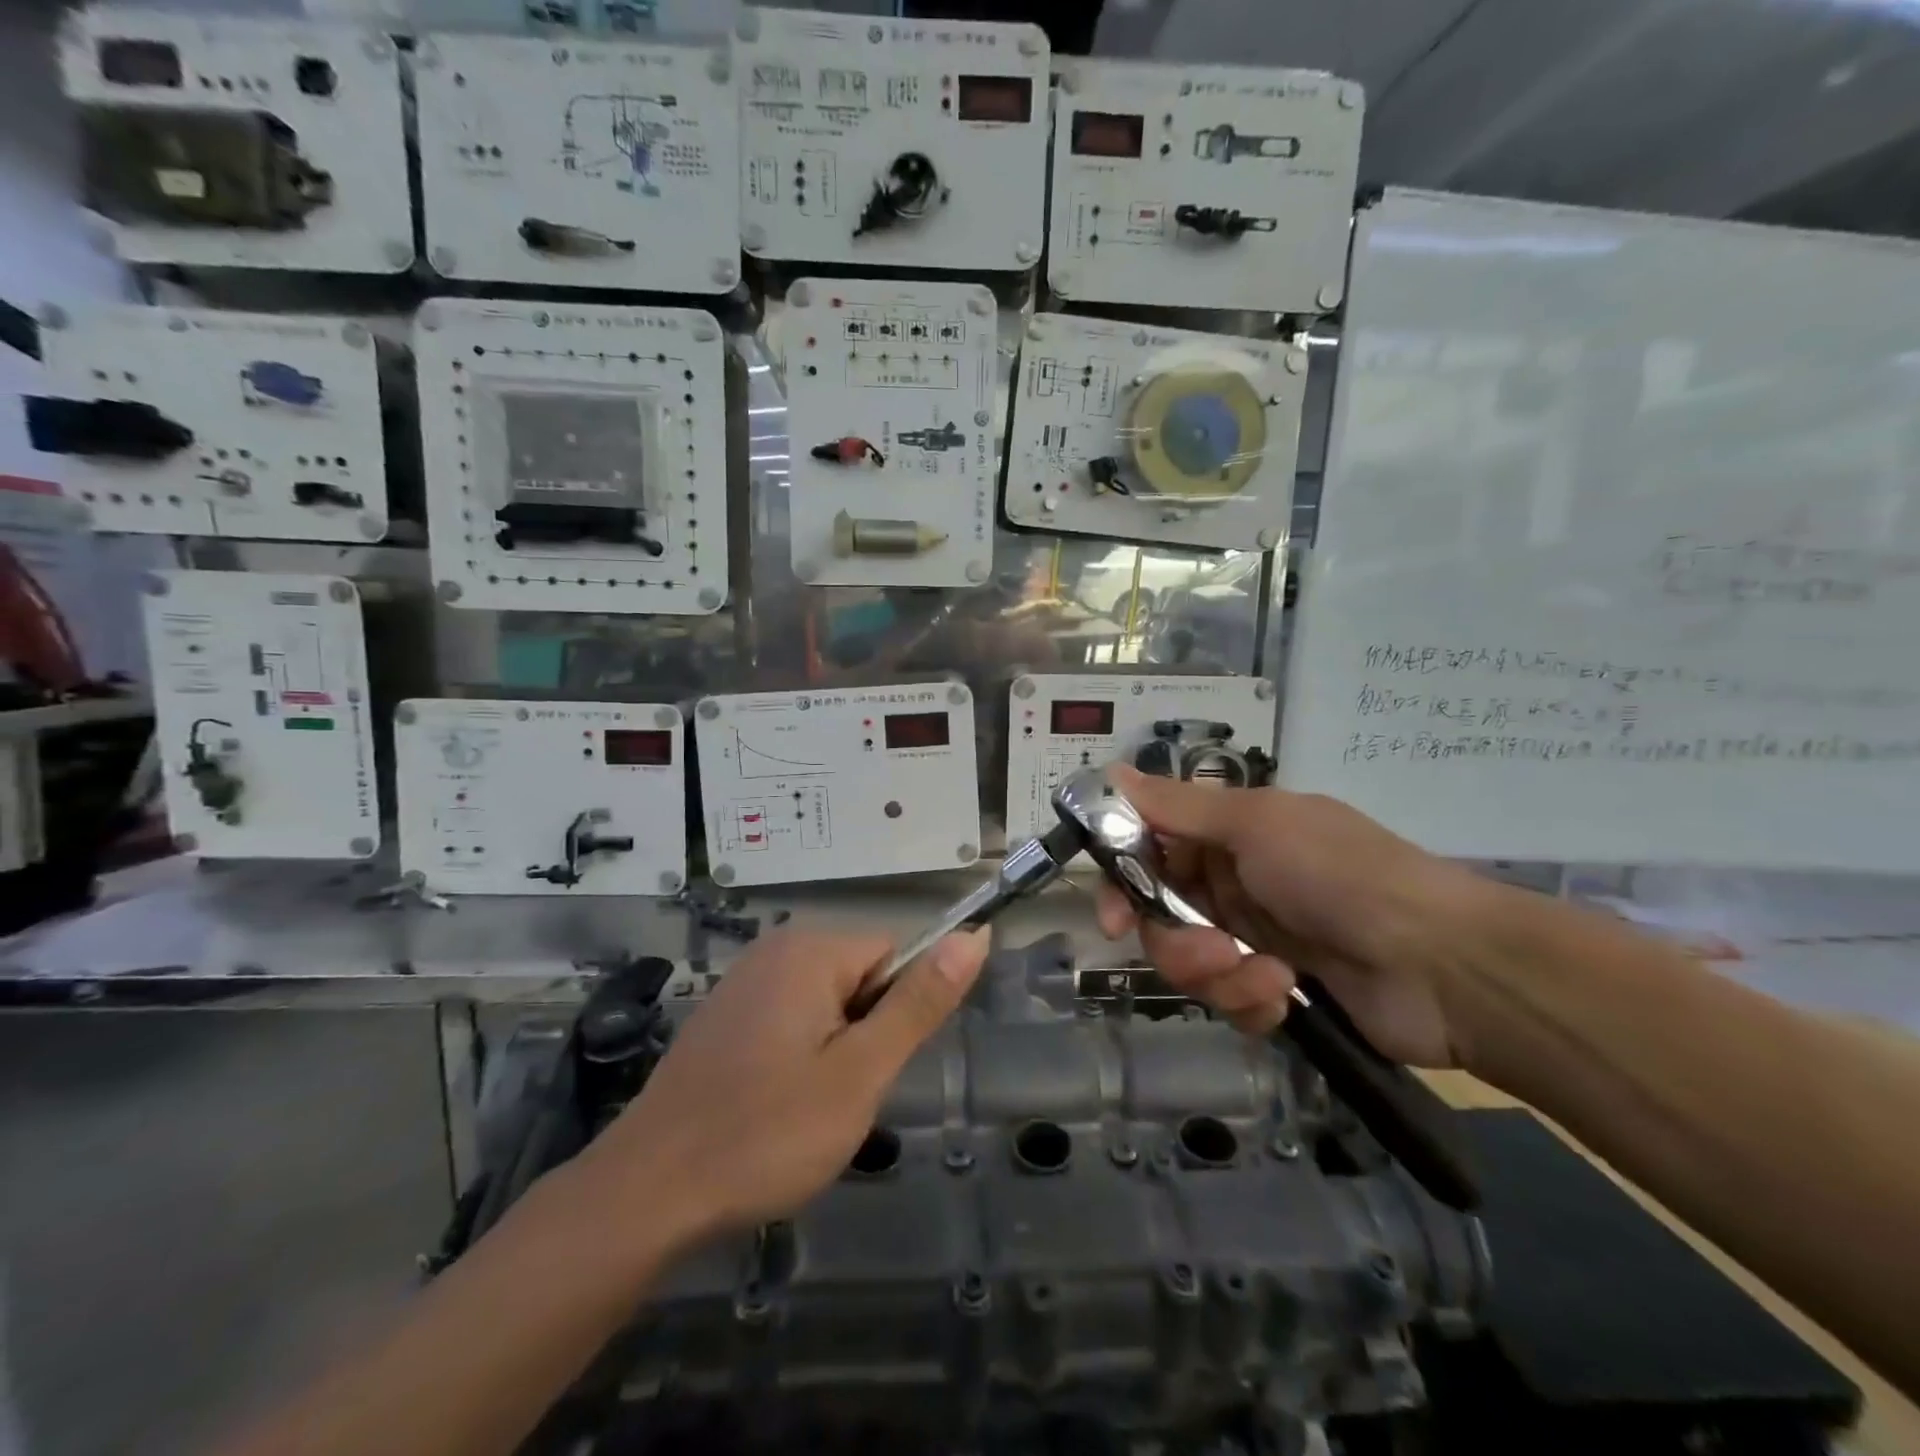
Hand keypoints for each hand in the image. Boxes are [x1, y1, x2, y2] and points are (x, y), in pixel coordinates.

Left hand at [579, 924, 988, 1250]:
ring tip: (802, 1110)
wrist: (647, 1192)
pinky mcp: (725, 1014)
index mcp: (811, 950)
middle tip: (835, 1098)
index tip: (869, 1071)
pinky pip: (789, 1020)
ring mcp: (744, 980)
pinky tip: (770, 1108)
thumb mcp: (860, 1073)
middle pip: (860, 979)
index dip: (894, 1017)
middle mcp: (776, 948)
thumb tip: (975, 937)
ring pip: (827, 1006)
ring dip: (832, 1053)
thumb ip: (920, 1003)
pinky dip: (795, 1059)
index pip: (894, 957)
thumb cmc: (765, 1133)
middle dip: (862, 1037)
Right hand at [1094, 764, 1490, 1066]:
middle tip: (1208, 950)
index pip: (1148, 850)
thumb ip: (1178, 807)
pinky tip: (1285, 994)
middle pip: (1160, 914)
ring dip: (1216, 974)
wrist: (1444, 965)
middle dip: (1175, 939)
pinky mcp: (1274, 989)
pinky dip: (1249, 999)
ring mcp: (1253, 937)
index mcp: (1227, 834)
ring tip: (1266, 977)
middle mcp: (1233, 881)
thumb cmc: (1341, 875)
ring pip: (1189, 961)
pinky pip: (1227, 999)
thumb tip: (1111, 773)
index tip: (1113, 916)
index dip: (1123, 881)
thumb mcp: (1257, 825)